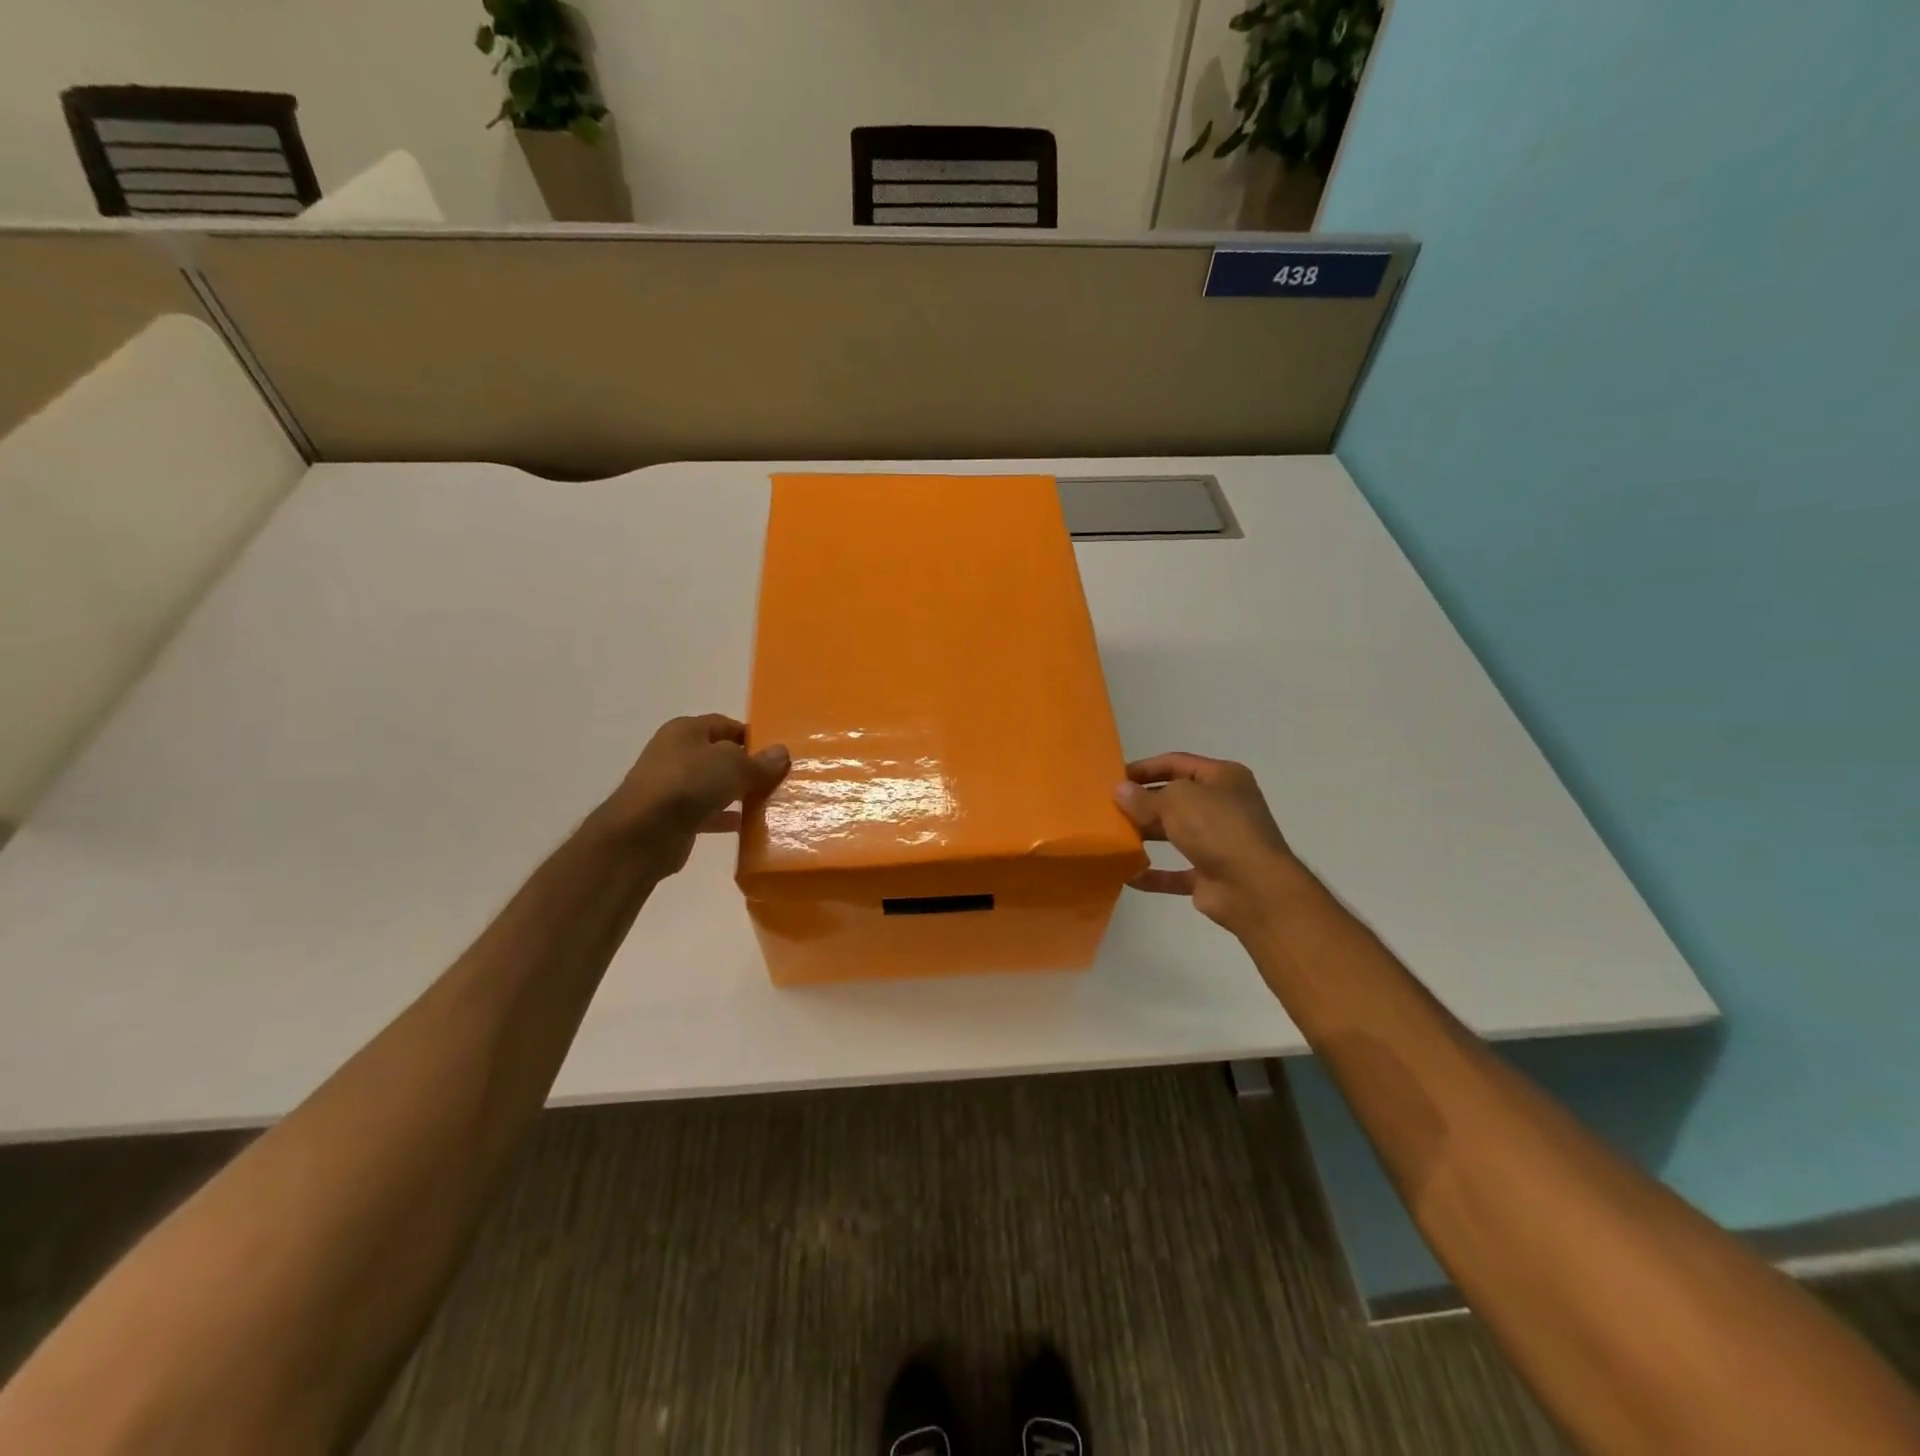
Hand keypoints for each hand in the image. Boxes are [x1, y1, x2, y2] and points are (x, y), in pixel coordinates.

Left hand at [596, 714, 789, 875]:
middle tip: (777, 779)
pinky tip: (748, 826)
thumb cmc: (689, 784)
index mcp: (685, 730)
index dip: (752, 737)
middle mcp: (675, 754)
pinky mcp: (672, 817)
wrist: (643, 834)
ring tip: (768, 802)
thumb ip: (760, 762)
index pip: (725, 725)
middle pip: (719, 756)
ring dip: (738, 794)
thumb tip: (782, 753)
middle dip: (747, 767)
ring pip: (714, 786)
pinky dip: (726, 817)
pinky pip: (707, 813)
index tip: (776, 754)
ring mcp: (672, 787)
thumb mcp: (733, 765)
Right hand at [1114, 753, 1307, 937]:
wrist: (1253, 887)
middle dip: (1143, 802)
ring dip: (1146, 835)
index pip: (1177, 763)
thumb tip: (1120, 791)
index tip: (1114, 778)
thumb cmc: (1217, 828)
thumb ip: (1144, 797)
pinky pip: (1176, 872)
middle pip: (1175, 798)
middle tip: (1108, 808)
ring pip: (1175, 834)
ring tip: (1113, 837)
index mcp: (1222, 778)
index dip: (1145, 768)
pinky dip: (1153, 874)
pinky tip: (1127, 875)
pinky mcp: (1211, 875)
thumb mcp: (1176, 801)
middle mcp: (1223, 806)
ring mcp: (1219, 842)